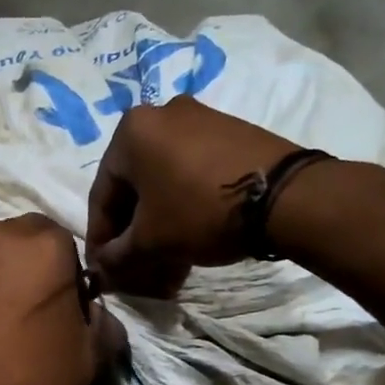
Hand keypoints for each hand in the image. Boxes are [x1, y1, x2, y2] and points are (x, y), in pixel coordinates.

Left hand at [0, 215, 126, 384]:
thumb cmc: (32, 383)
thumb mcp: (91, 358)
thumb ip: (103, 323)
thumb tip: (92, 313)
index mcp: (42, 248)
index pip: (60, 237)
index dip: (64, 269)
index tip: (62, 304)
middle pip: (17, 239)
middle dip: (26, 264)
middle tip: (29, 309)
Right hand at [86, 96, 301, 295]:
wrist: (284, 195)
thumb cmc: (200, 211)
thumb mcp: (151, 241)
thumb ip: (117, 257)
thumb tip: (101, 270)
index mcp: (130, 131)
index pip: (102, 194)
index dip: (100, 238)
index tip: (103, 269)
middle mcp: (160, 114)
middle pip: (134, 186)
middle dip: (133, 231)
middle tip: (135, 266)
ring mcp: (199, 118)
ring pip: (164, 180)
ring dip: (159, 221)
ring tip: (166, 259)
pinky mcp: (230, 131)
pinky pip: (191, 172)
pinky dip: (184, 204)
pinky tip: (191, 236)